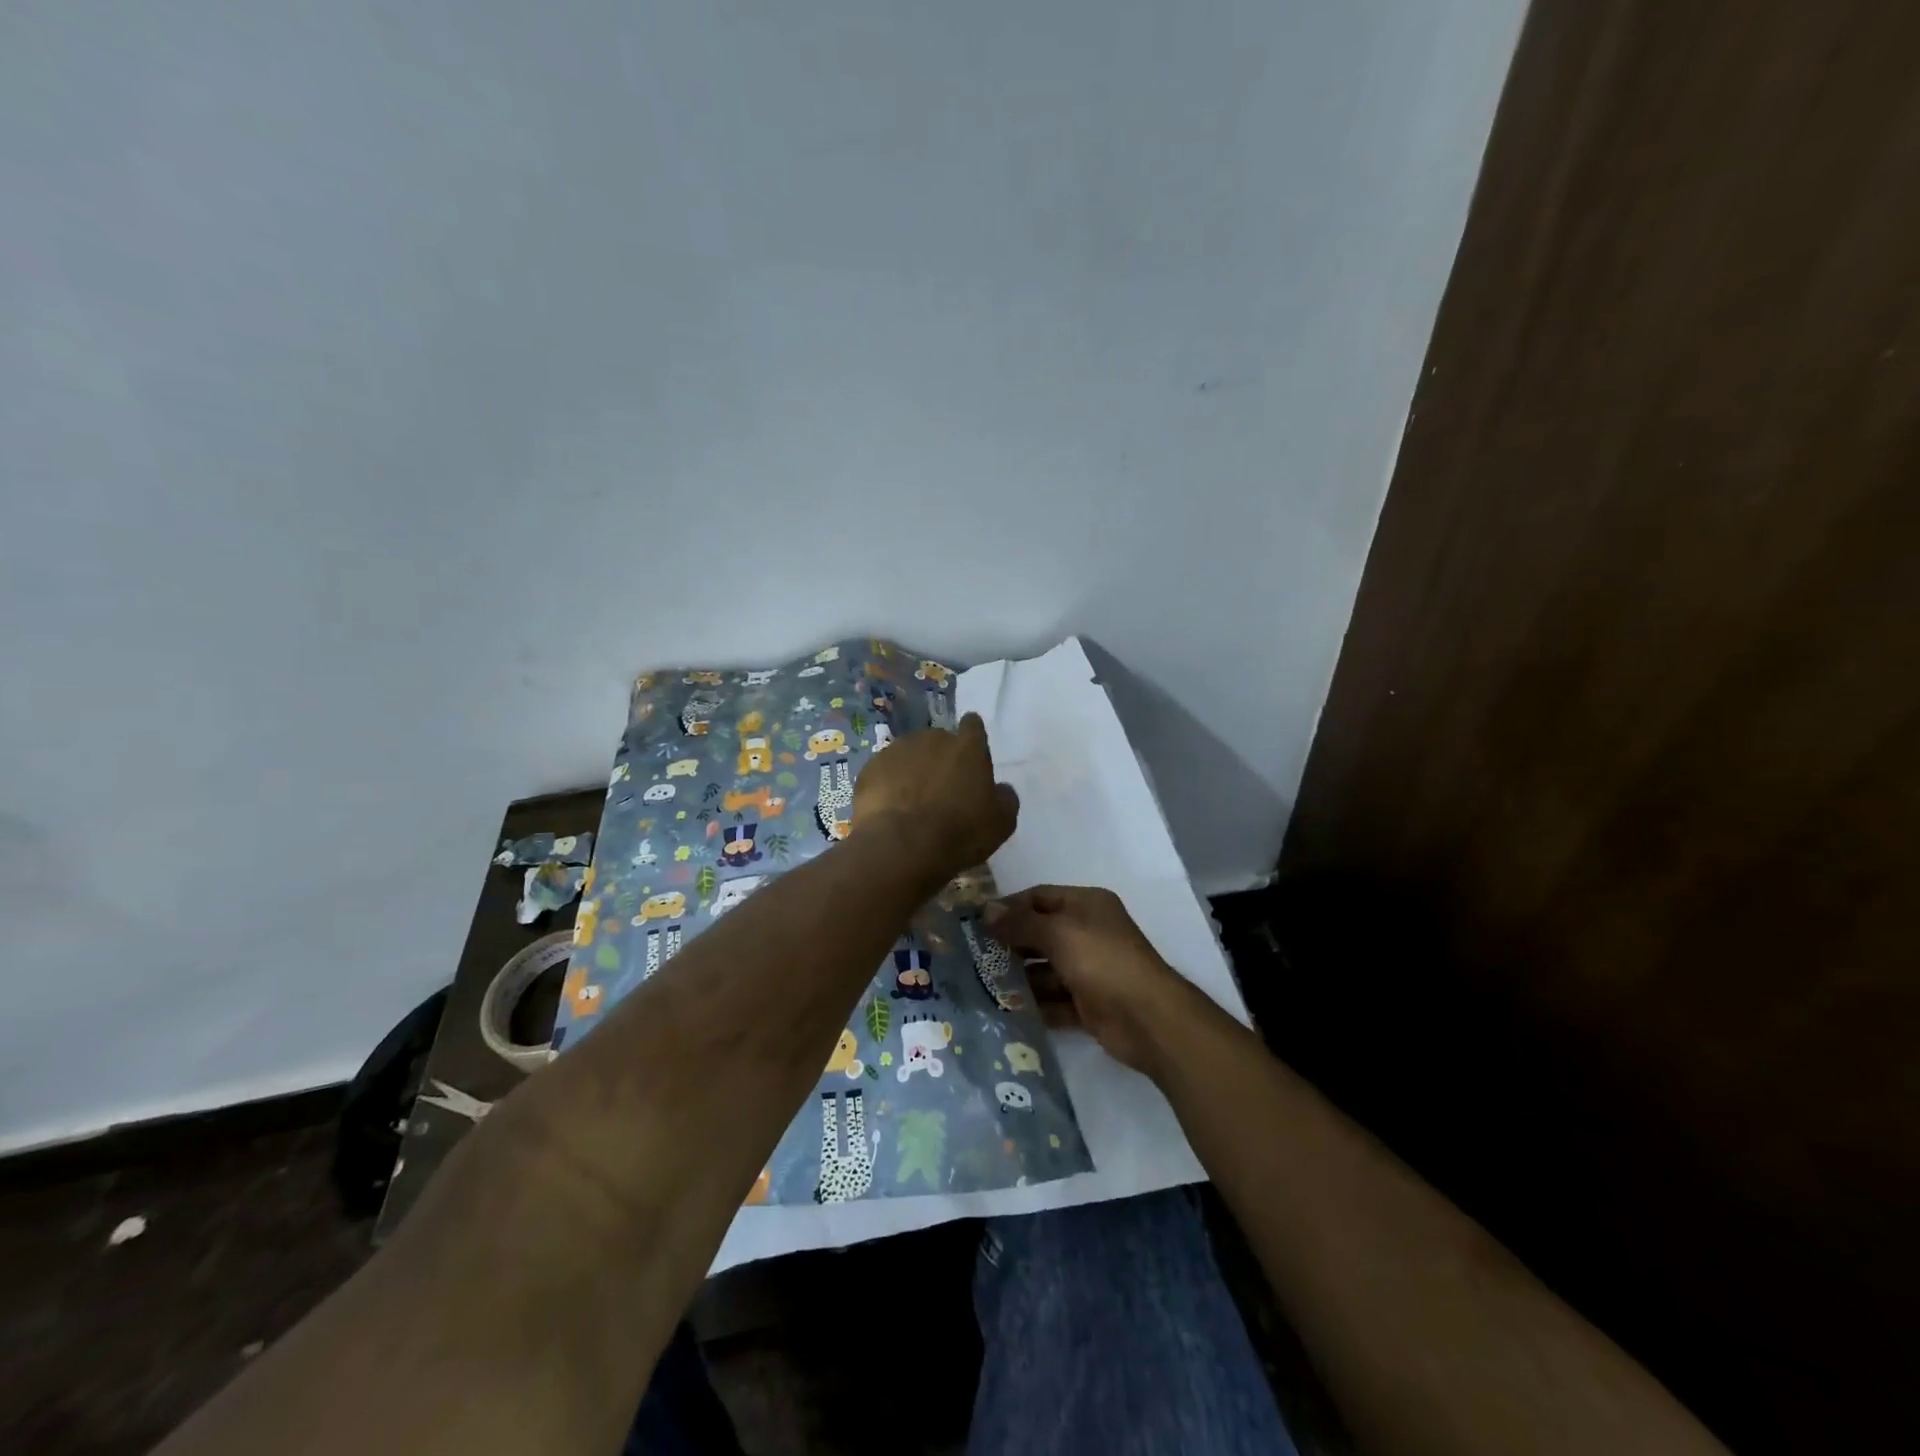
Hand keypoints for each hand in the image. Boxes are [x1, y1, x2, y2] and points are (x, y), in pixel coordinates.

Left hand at [853, 714, 1018, 879]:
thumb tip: (1000, 789)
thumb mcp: (1001, 822)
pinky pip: (884, 773)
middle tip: (942, 790)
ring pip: (909, 755)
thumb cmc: (960, 832)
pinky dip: (888, 786)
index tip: (971, 756)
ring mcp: (896, 750)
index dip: (973, 738)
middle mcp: (931, 738)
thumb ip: (1005, 798)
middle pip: (939, 741)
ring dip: (913, 771)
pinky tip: (890, 810)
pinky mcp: (870, 768)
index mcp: (967, 747)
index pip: (973, 726)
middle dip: (941, 759)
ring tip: (913, 803)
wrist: (901, 846)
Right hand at [983, 885, 1196, 1074]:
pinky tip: (1005, 1010)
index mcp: (1087, 905)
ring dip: (1019, 977)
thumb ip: (1021, 923)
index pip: (1040, 897)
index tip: (976, 922)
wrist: (1148, 1019)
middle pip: (1041, 933)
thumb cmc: (1102, 961)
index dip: (1009, 907)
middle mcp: (1088, 933)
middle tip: (973, 956)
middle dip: (1010, 944)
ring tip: (982, 985)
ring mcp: (1090, 970)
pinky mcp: (1089, 1004)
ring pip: (1046, 969)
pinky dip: (1035, 1004)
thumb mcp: (1058, 933)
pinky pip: (1055, 1000)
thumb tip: (986, 911)